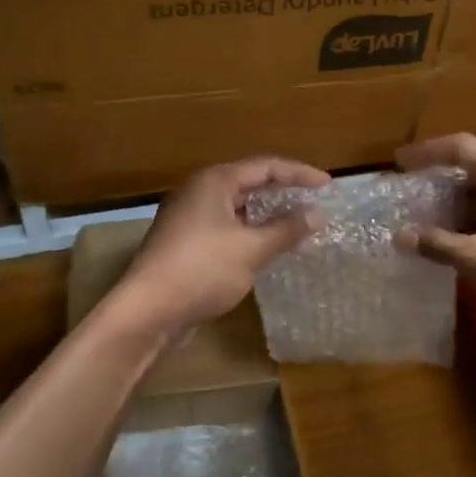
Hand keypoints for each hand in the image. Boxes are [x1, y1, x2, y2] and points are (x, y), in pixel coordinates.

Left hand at [114, 156, 329, 335]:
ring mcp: (187, 218)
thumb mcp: (252, 249)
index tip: (328, 185)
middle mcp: (198, 192)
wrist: (148, 309)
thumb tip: (317, 214)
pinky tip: (265, 250)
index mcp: (214, 182)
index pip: (265, 167)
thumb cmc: (202, 270)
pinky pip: (225, 228)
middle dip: (282, 193)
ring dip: (266, 217)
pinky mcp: (184, 244)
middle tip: (313, 204)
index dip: (299, 173)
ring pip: (236, 209)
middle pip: (248, 183)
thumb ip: (286, 230)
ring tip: (296, 228)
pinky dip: (249, 234)